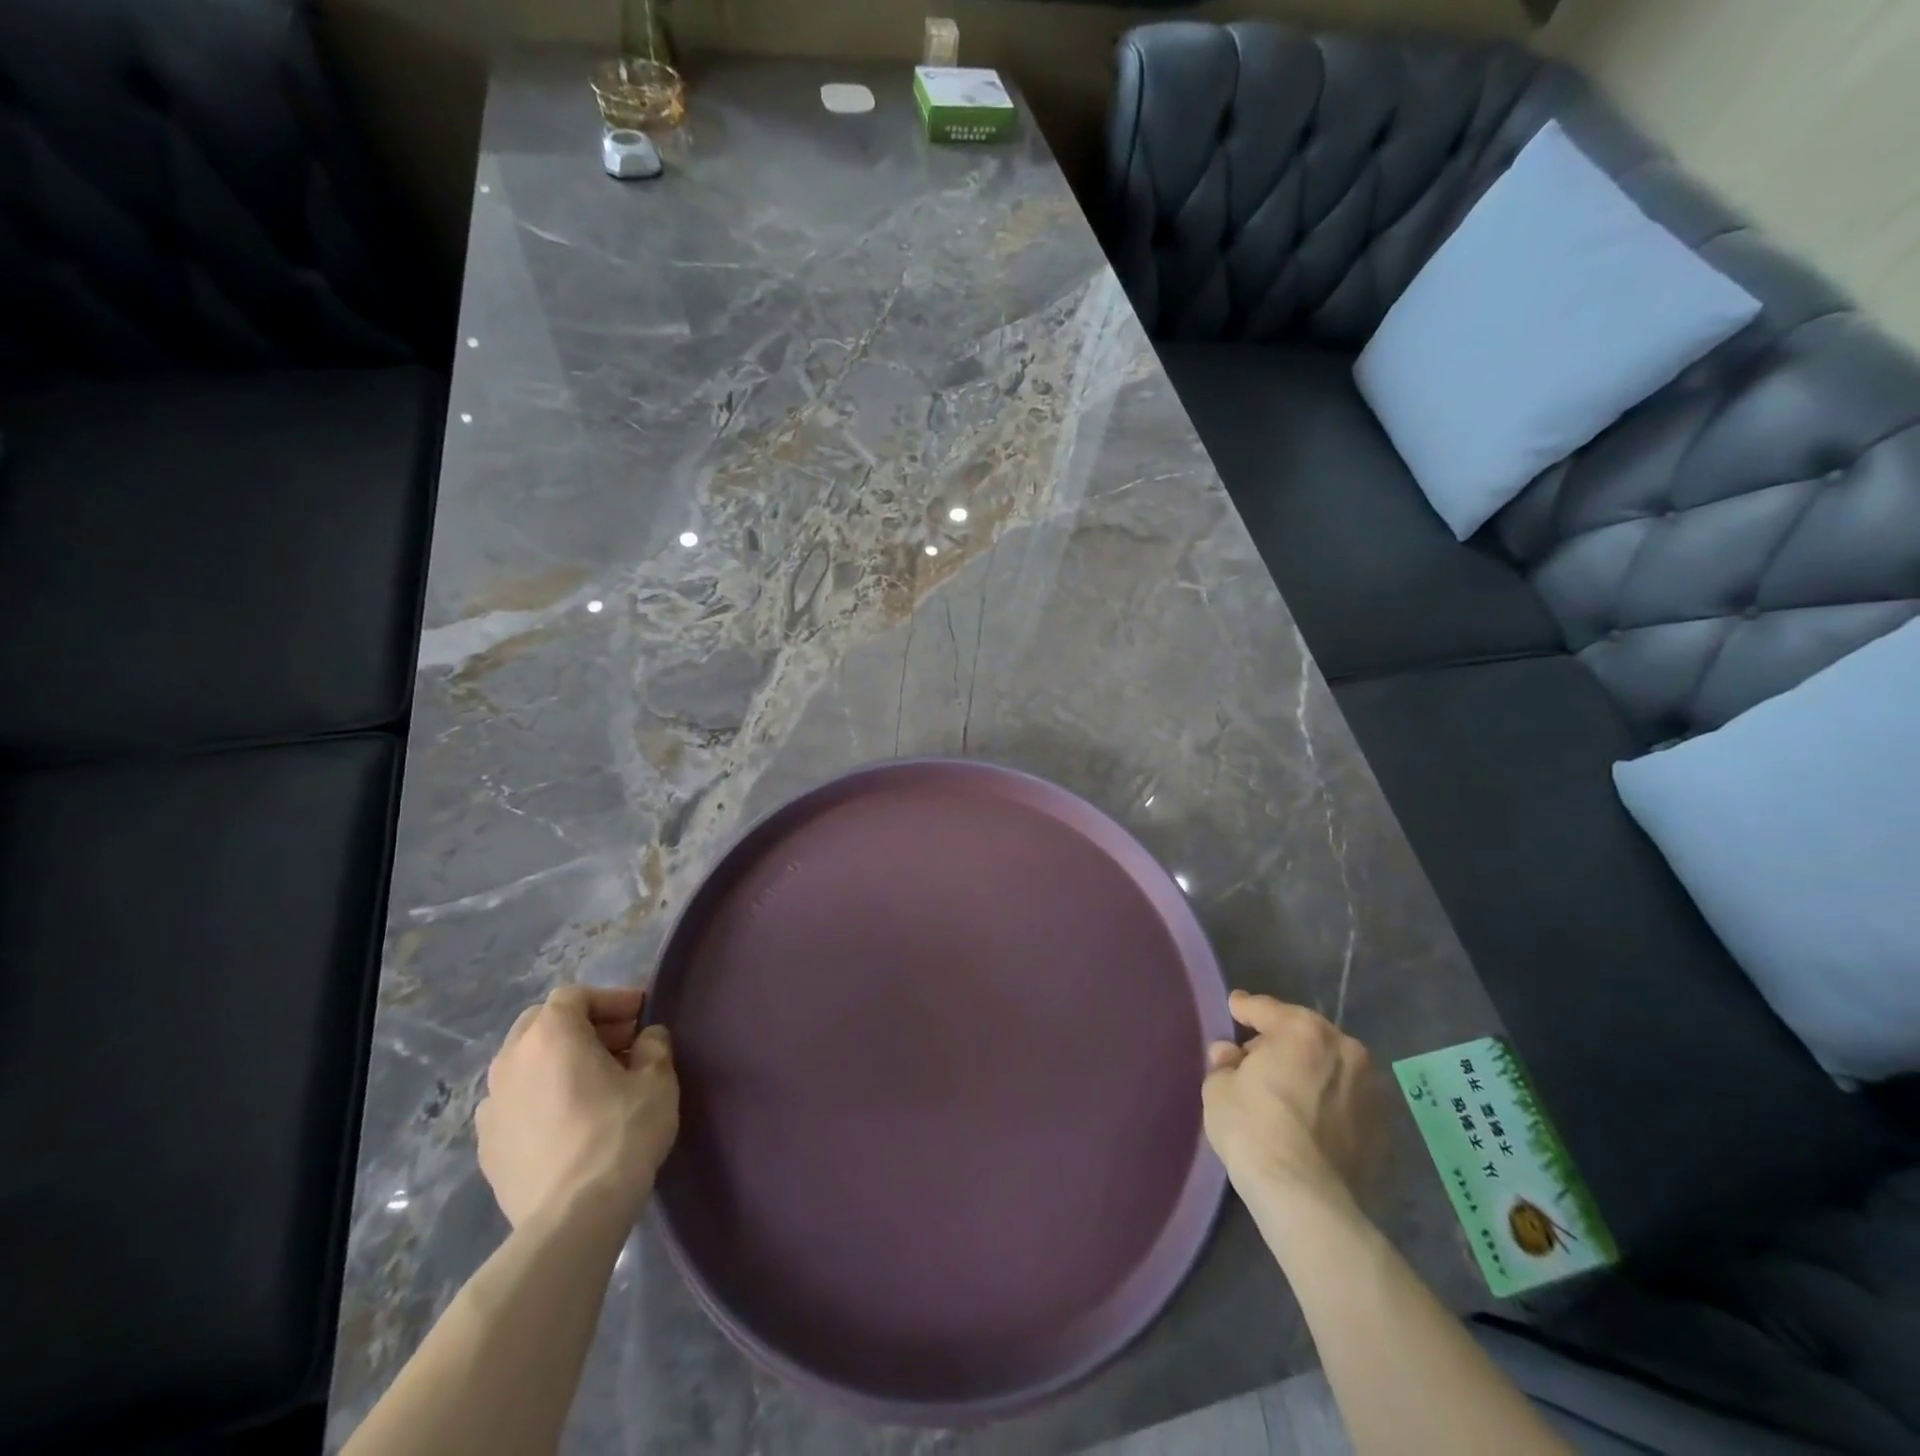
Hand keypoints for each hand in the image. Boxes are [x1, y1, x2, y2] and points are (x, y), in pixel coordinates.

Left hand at [475, 984, 678, 1230]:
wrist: (572, 1216)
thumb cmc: (620, 1132)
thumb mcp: (657, 1079)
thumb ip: (653, 1046)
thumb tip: (646, 1038)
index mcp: (550, 1035)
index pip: (574, 995)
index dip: (610, 999)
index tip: (640, 1015)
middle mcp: (510, 1061)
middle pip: (542, 1023)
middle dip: (581, 1025)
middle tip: (619, 1043)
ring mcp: (491, 1106)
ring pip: (524, 1063)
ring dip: (558, 1061)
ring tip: (594, 1083)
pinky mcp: (486, 1146)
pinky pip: (515, 1102)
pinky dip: (540, 1096)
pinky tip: (568, 1120)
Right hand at [1202, 991, 1380, 1207]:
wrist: (1305, 1197)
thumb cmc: (1254, 1129)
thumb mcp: (1219, 1088)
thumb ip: (1225, 1063)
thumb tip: (1231, 1055)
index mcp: (1303, 1030)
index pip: (1266, 1009)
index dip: (1245, 1008)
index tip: (1234, 1007)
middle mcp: (1345, 1049)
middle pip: (1304, 1034)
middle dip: (1281, 1041)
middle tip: (1257, 1057)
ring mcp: (1371, 1089)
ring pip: (1331, 1067)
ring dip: (1310, 1071)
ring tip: (1288, 1091)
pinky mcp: (1383, 1128)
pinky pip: (1346, 1101)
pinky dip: (1329, 1102)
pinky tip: (1311, 1119)